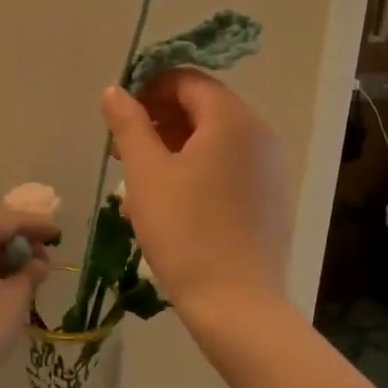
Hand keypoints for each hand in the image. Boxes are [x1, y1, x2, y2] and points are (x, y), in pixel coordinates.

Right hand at [101, 70, 289, 321]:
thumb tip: (115, 91)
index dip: (149, 88)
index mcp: (232, 119)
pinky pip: (229, 168)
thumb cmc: (185, 231)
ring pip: (213, 141)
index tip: (119, 116)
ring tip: (139, 185)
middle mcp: (259, 135)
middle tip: (122, 151)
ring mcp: (270, 168)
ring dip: (173, 150)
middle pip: (202, 108)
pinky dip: (197, 172)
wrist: (237, 306)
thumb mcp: (146, 172)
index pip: (187, 80)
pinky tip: (170, 206)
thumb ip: (128, 123)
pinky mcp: (271, 199)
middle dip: (158, 122)